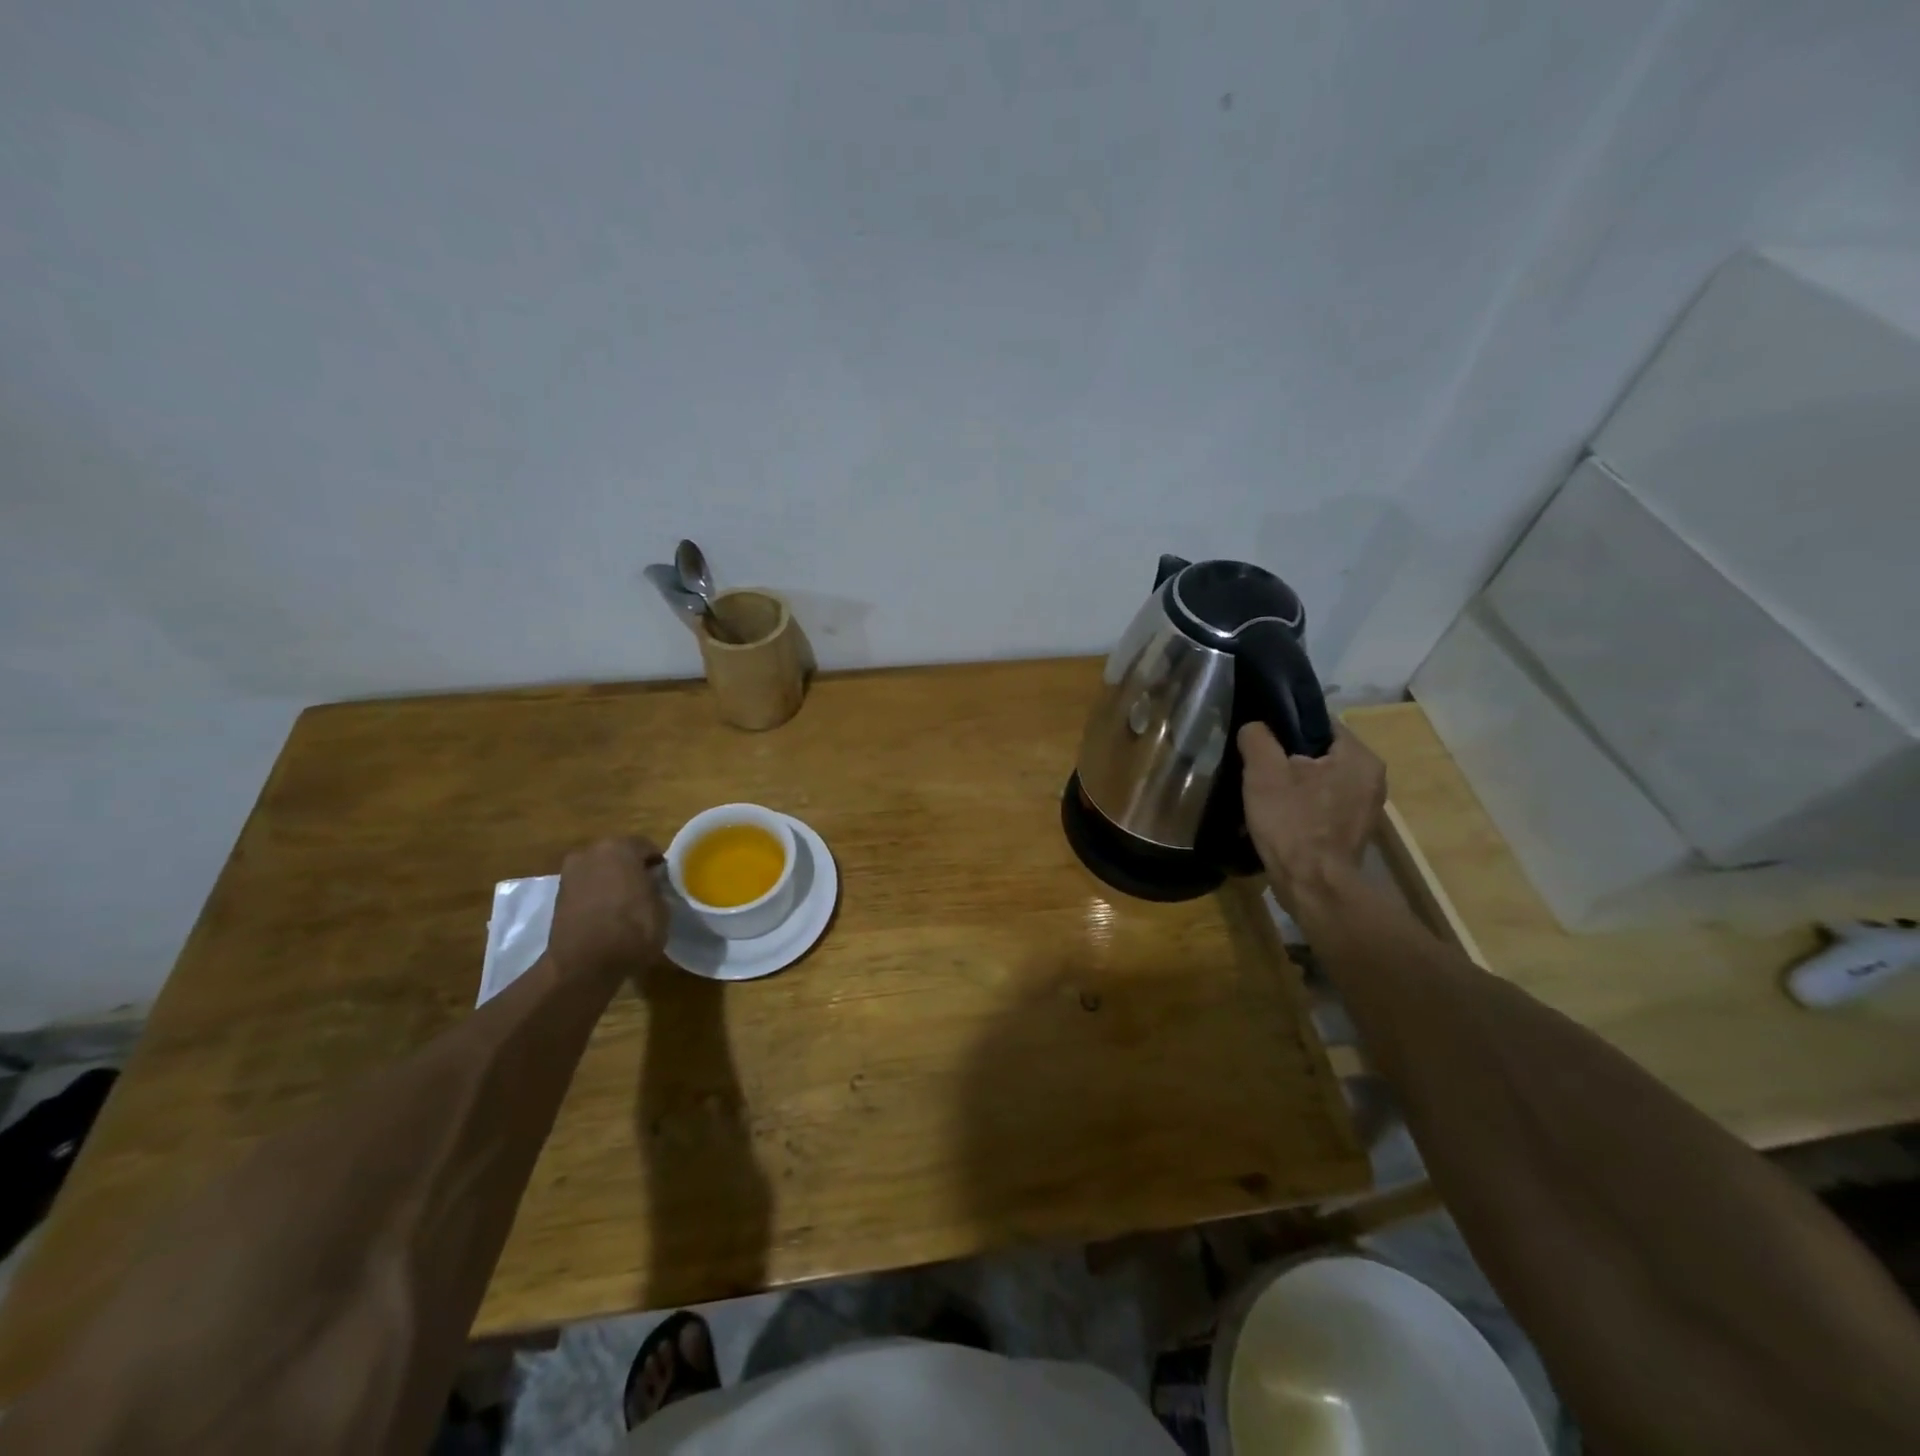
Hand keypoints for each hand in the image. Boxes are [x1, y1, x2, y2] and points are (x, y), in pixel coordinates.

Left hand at [548, 837, 669, 979]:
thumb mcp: (662, 909)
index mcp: (620, 848)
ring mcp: (571, 873)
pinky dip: (596, 895)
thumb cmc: (631, 930)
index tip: (665, 880)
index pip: (647, 847)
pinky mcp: (558, 895)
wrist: (583, 965)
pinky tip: (607, 914)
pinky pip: (586, 887)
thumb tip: (652, 884)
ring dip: (612, 881)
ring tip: (626, 904)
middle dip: (632, 869)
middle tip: (647, 890)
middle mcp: (592, 852)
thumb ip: (658, 888)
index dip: (658, 864)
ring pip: (600, 870)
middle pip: (619, 855)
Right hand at [1238, 722, 1386, 904]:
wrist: (1312, 887)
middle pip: (1320, 752)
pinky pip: (1324, 804)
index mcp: (1358, 756)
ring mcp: (1366, 808)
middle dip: (1289, 758)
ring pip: (1321, 780)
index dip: (1285, 726)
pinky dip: (1303, 806)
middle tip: (1258, 768)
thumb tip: (1255, 727)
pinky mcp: (1354, 831)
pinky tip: (1281, 816)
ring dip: (1295, 783)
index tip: (1260, 741)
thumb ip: (1257, 738)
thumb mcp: (1264, 772)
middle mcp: (1372, 777)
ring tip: (1266, 793)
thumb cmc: (1292, 823)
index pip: (1318, 722)